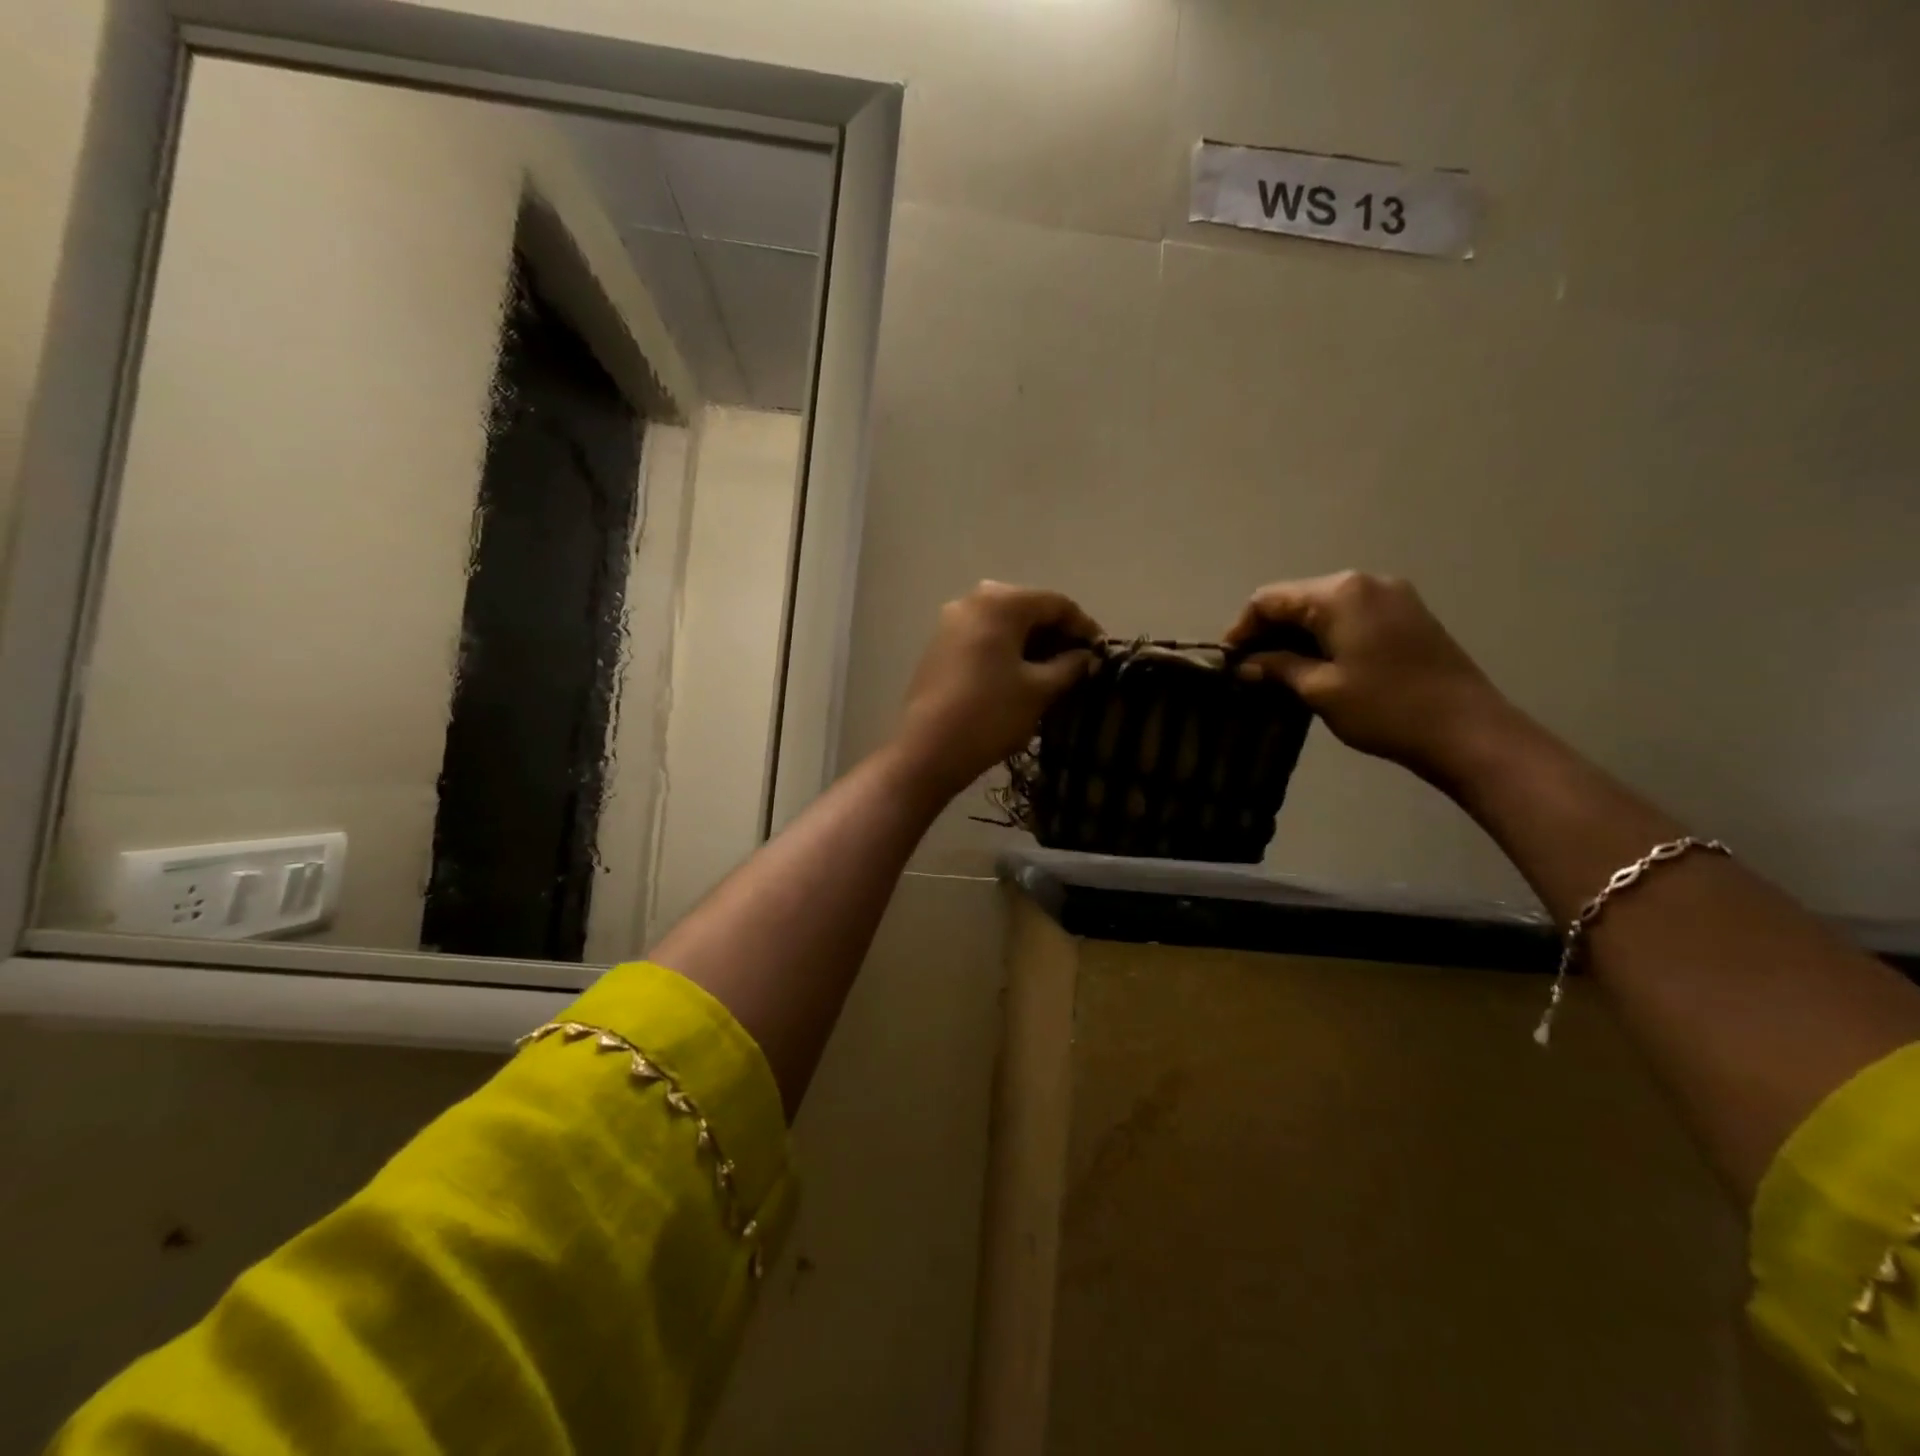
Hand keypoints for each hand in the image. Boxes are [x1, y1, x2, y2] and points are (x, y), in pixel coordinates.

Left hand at [895, 581, 1101, 796]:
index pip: (1057, 603)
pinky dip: (1007, 650)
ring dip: (1032, 643)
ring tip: (1054, 673)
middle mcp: (972, 600)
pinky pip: (983, 637)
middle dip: (1057, 634)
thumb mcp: (1040, 690)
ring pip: (1004, 624)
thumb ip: (1070, 665)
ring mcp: (950, 622)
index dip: (1084, 627)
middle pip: (1028, 609)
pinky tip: (1021, 676)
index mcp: (1001, 602)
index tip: (1102, 653)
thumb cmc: (991, 714)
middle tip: (1079, 664)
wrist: (928, 750)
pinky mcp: (939, 646)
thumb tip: (1086, 656)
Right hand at [1224, 571, 1513, 781]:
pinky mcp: (1408, 614)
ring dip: (1297, 634)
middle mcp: (1364, 582)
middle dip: (1269, 630)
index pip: (1270, 599)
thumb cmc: (1385, 708)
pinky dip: (1325, 634)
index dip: (1242, 628)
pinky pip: (1350, 615)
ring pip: (1324, 607)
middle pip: (1297, 598)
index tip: (1228, 661)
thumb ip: (1278, 667)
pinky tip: (1316, 664)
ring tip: (1279, 669)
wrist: (1467, 730)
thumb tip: (1246, 663)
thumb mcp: (1320, 689)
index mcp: (1339, 594)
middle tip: (1250, 668)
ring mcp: (1392, 595)